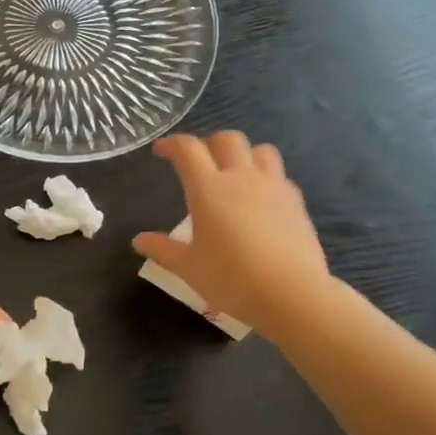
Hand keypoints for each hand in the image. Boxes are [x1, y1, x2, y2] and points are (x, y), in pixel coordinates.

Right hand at [134, 131, 332, 337]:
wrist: (292, 294)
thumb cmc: (232, 279)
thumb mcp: (189, 268)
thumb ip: (163, 250)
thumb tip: (139, 240)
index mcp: (208, 189)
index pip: (188, 150)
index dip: (172, 144)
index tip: (161, 150)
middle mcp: (241, 177)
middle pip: (227, 140)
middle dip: (209, 143)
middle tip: (200, 161)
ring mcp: (273, 186)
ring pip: (260, 150)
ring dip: (244, 154)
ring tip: (235, 172)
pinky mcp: (296, 202)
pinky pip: (280, 176)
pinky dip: (267, 178)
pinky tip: (262, 199)